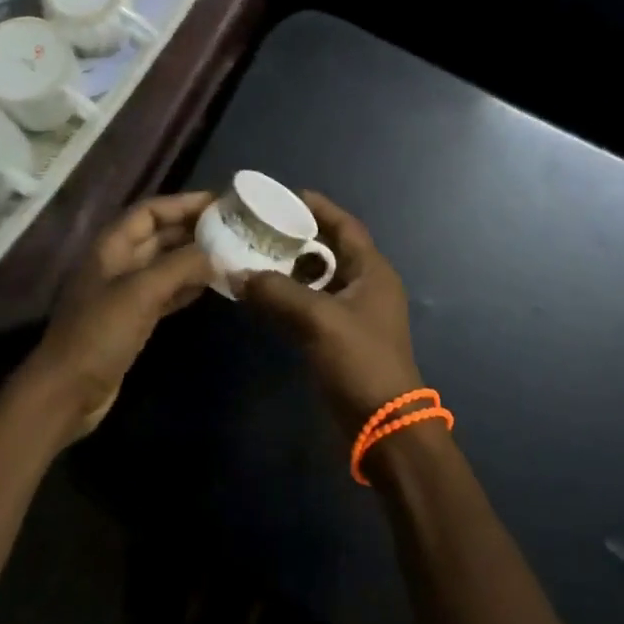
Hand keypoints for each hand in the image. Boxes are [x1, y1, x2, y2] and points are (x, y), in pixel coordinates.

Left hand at [24, 191, 216, 439]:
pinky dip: (187, 286)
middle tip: (233, 228)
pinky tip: (212, 285)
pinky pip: (165, 292)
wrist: (67, 393)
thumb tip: (218, 253)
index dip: (183, 203)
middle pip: (159, 235)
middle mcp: (118, 263)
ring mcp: (124, 293)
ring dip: (194, 258)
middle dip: (193, 229)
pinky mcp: (132, 320)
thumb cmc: (99, 333)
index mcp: (111, 246)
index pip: (150, 211)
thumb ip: (181, 266)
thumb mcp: (141, 292)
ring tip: (230, 253)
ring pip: (165, 264)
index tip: (220, 203)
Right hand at [238, 193, 422, 438]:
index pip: (346, 226)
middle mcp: (366, 286)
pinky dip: (291, 296)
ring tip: (255, 256)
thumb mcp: (319, 320)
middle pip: (330, 249)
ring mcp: (354, 314)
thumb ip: (278, 292)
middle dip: (297, 237)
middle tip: (261, 227)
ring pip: (319, 279)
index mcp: (372, 272)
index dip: (318, 207)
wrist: (385, 428)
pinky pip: (313, 305)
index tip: (284, 196)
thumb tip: (238, 274)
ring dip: (291, 268)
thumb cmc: (361, 362)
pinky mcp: (341, 338)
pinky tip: (263, 296)